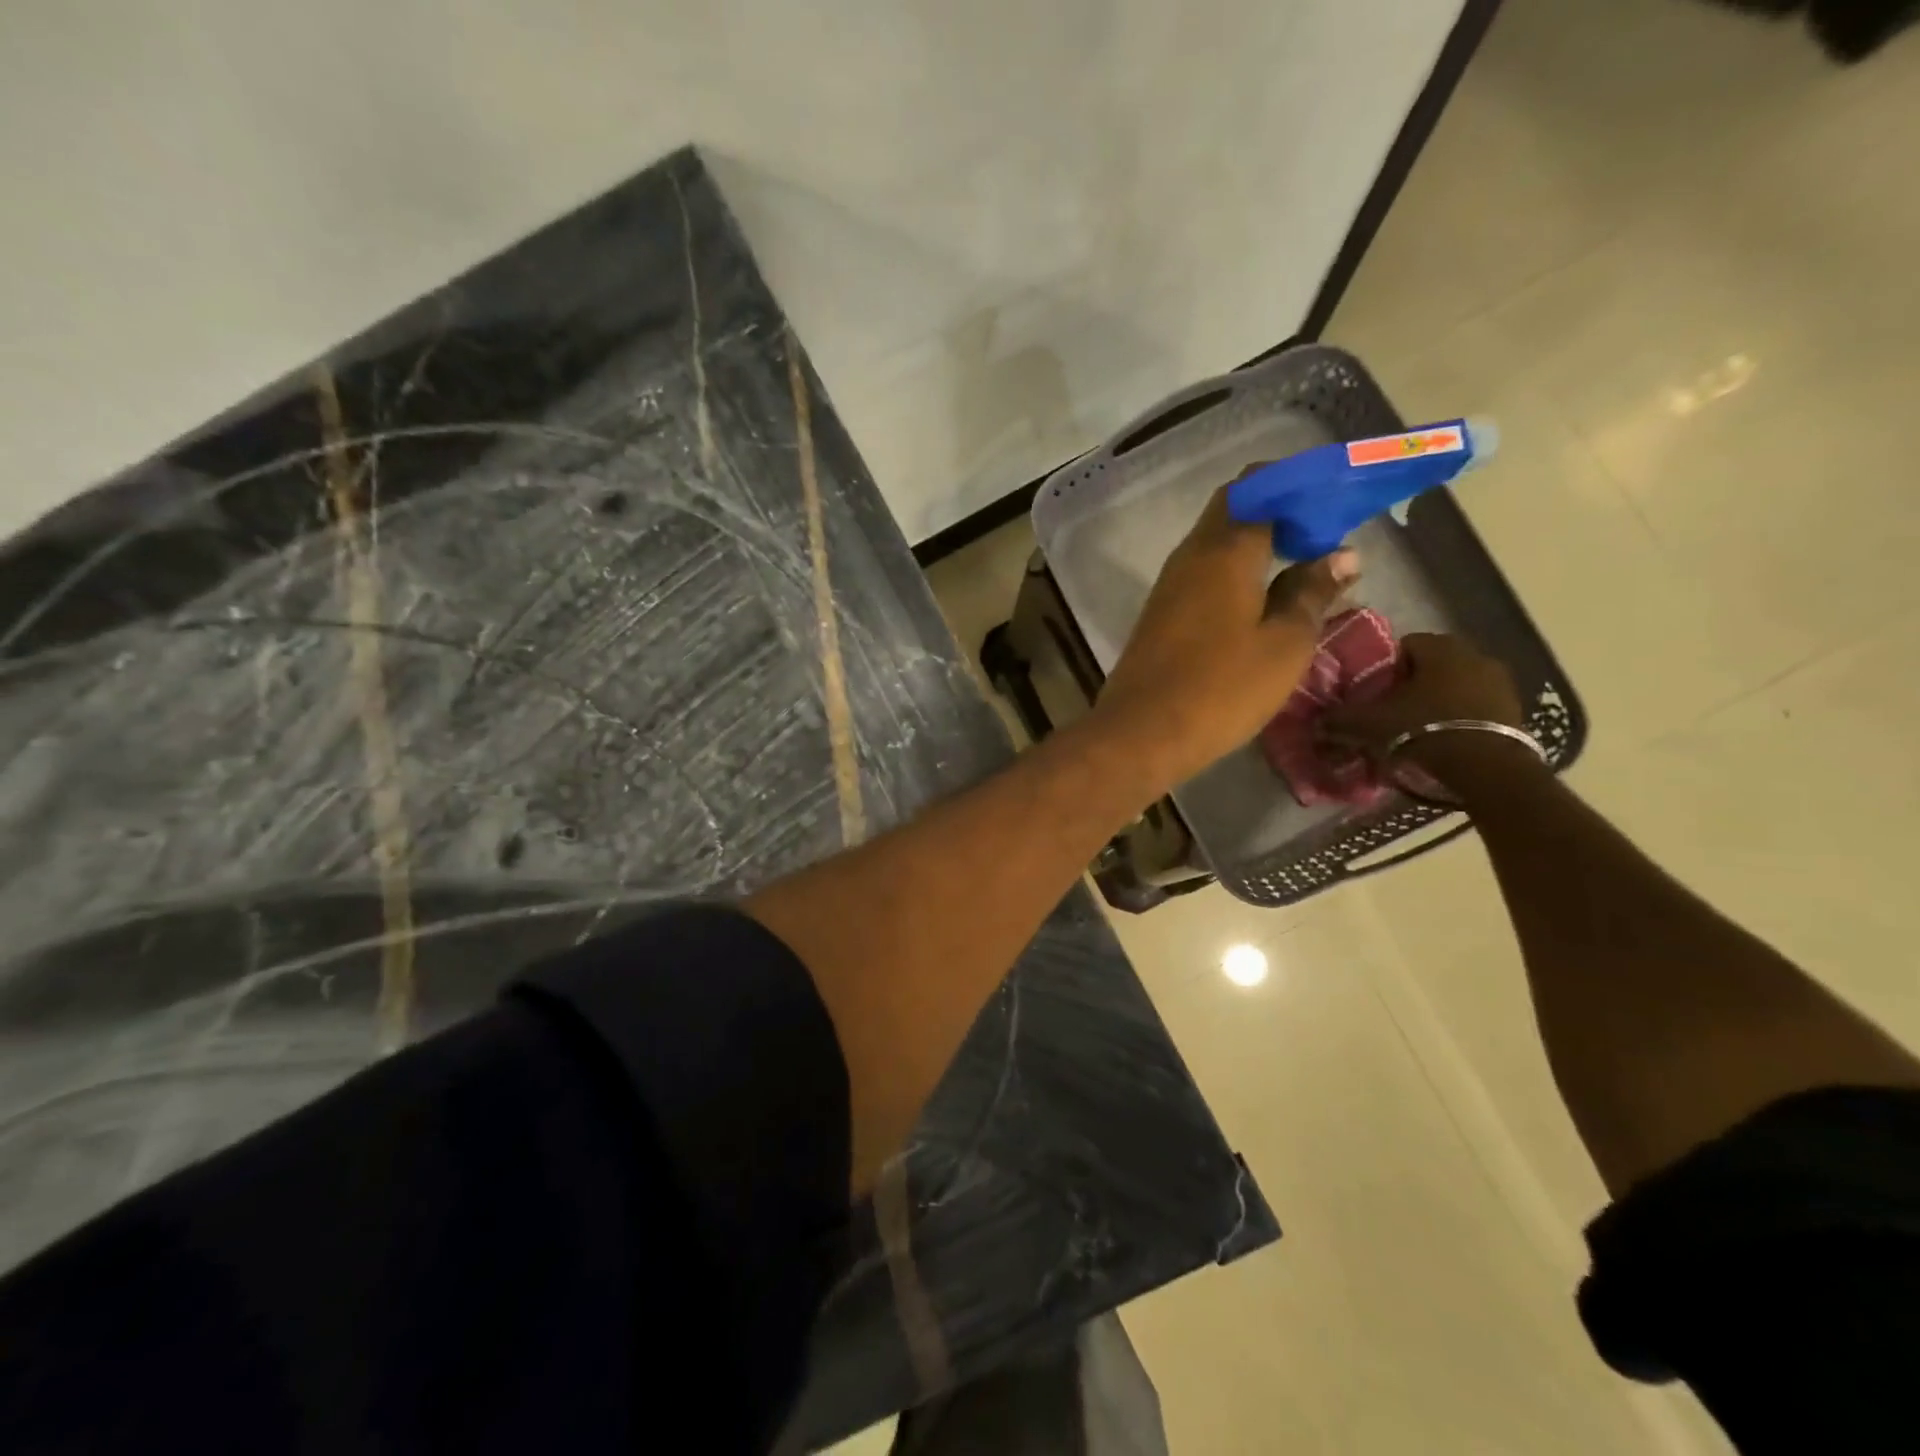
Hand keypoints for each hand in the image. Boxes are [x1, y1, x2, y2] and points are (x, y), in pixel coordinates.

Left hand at [1092, 485, 1357, 789]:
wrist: (1142, 733)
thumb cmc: (1221, 688)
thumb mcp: (1284, 644)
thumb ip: (1312, 593)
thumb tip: (1341, 554)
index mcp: (1224, 550)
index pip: (1260, 486)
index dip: (1299, 484)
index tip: (1337, 497)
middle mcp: (1191, 555)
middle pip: (1234, 509)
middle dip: (1279, 510)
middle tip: (1325, 532)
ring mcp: (1170, 585)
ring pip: (1217, 542)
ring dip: (1258, 542)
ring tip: (1304, 562)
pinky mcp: (1161, 614)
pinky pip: (1204, 573)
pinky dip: (1236, 571)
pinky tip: (1264, 596)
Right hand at [1321, 633, 1537, 791]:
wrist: (1488, 768)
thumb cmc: (1424, 730)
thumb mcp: (1370, 724)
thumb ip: (1339, 719)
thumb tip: (1315, 721)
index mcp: (1439, 647)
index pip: (1404, 645)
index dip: (1385, 668)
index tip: (1375, 693)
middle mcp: (1473, 654)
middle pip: (1432, 664)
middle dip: (1413, 684)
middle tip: (1393, 711)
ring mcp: (1500, 680)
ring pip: (1456, 684)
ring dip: (1438, 699)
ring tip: (1419, 727)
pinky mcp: (1515, 707)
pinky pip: (1477, 704)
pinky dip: (1460, 716)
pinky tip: (1446, 738)